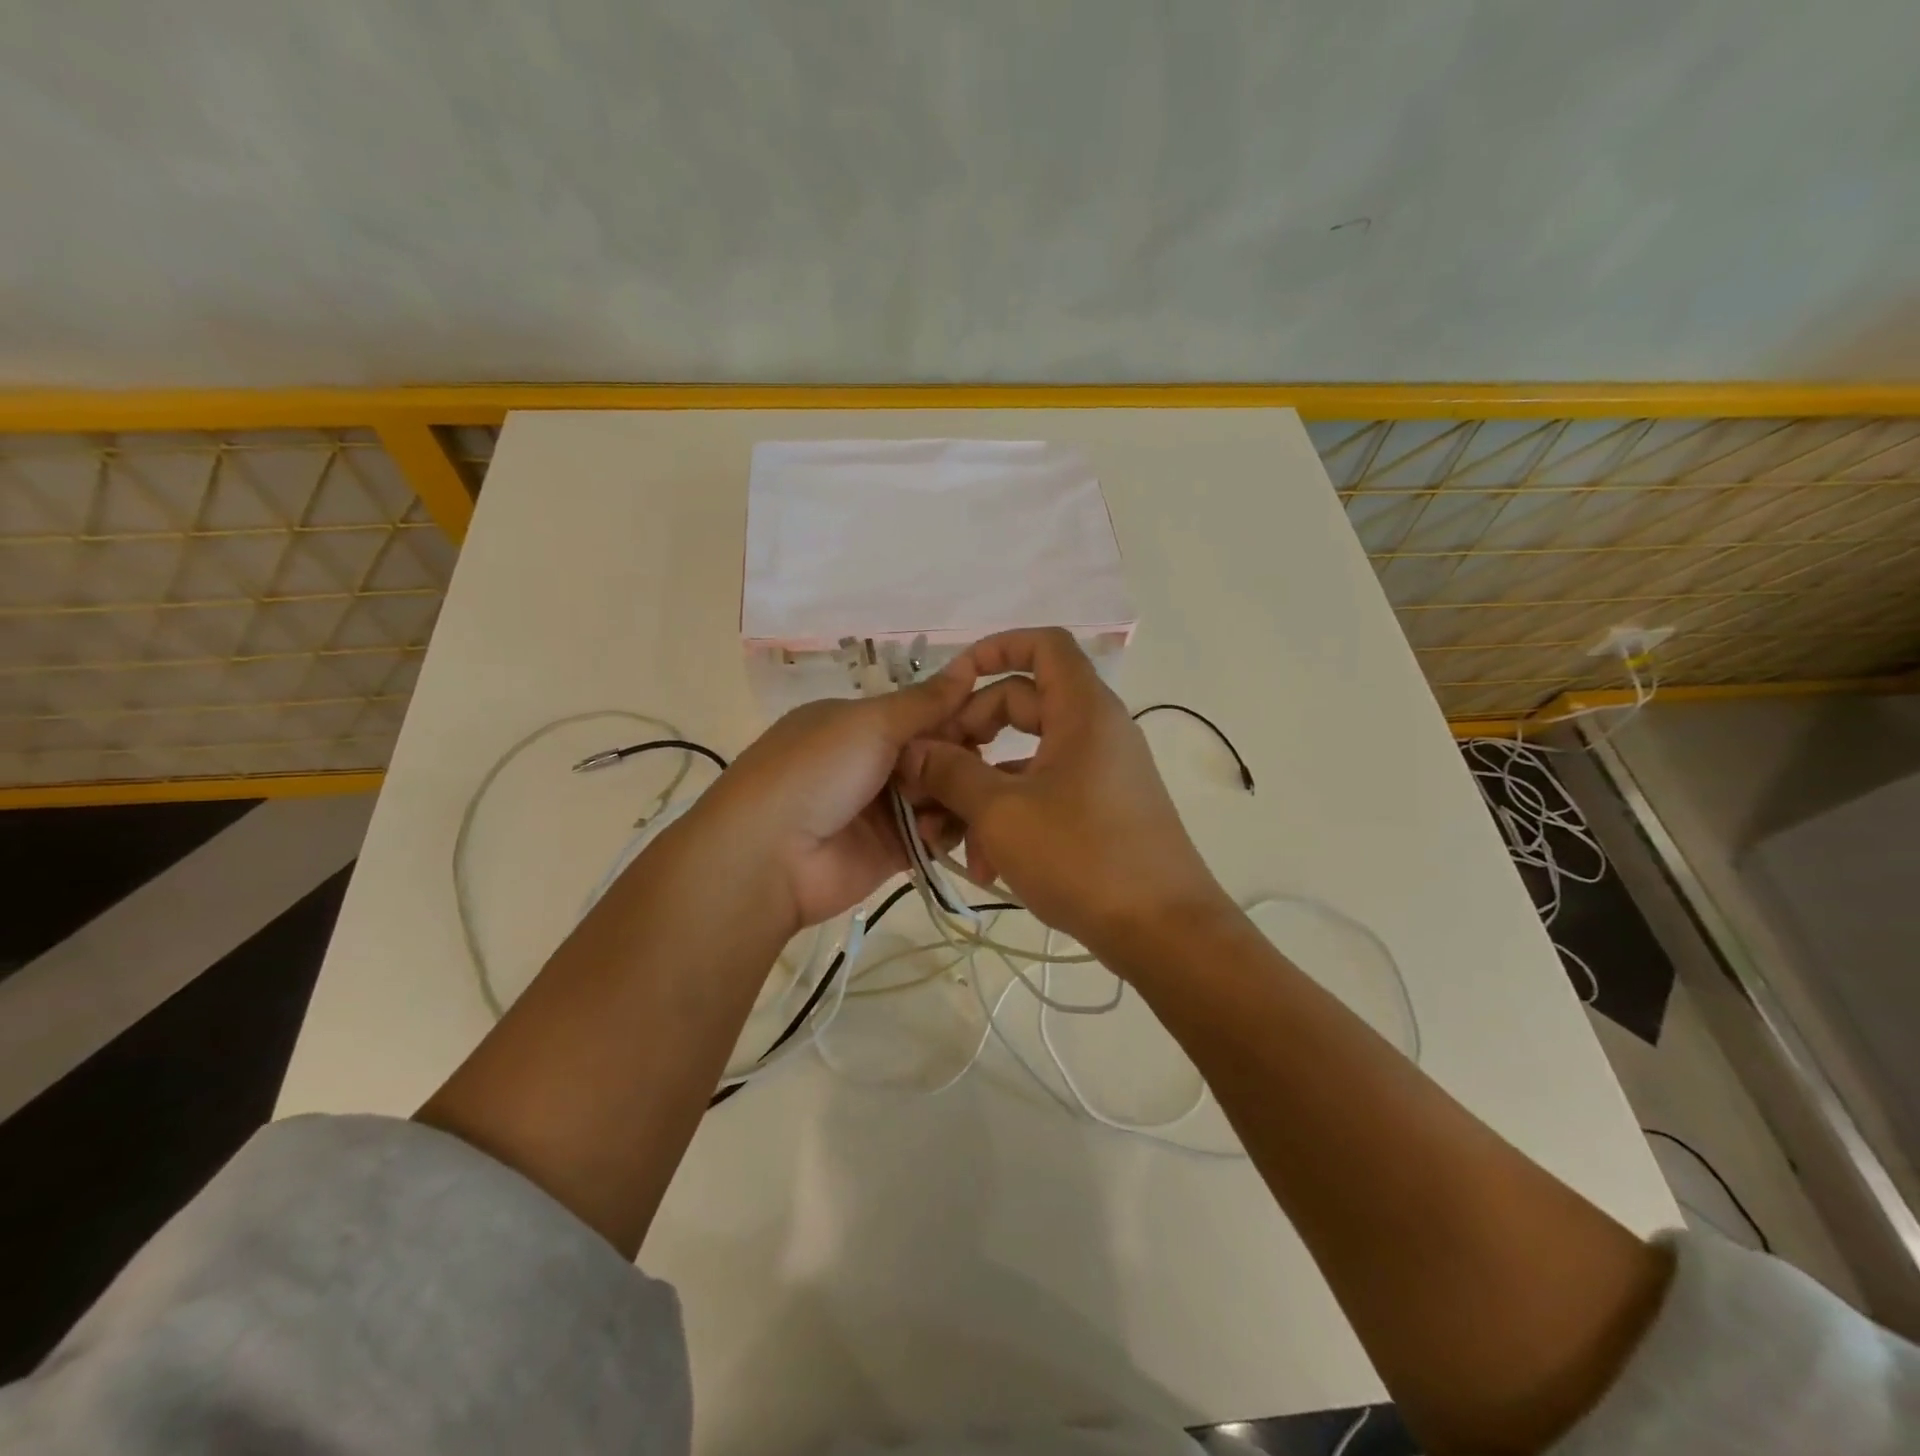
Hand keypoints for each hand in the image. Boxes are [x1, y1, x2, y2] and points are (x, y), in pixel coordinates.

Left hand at [695, 664, 971, 929]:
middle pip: (936, 753)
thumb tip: (968, 666)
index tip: (996, 720)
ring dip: (952, 795)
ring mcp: (881, 807)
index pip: (922, 712)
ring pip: (940, 794)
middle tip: (974, 768)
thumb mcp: (869, 723)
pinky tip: (935, 831)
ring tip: (950, 802)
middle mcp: (870, 761)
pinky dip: (942, 830)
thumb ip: (924, 701)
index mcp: (858, 723)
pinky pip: (934, 834)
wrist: (769, 856)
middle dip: (959, 758)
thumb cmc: (817, 771)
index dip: (959, 713)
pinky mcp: (892, 849)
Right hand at [897, 628, 1231, 961]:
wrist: (1163, 932)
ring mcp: (1099, 773)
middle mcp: (1094, 731)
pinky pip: (1043, 794)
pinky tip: (983, 866)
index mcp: (1082, 710)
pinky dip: (1009, 818)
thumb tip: (915, 751)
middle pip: (1022, 704)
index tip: (951, 680)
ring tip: (946, 838)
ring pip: (1025, 759)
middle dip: (969, 736)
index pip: (1043, 644)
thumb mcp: (1002, 812)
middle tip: (932, 772)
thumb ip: (951, 773)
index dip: (995, 648)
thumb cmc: (1082, 857)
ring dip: (980, 790)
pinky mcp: (1099, 811)